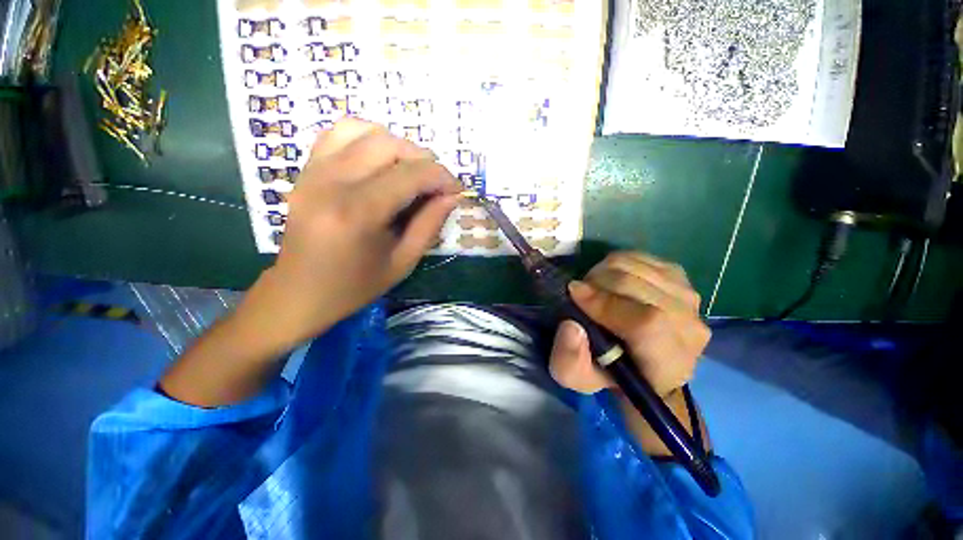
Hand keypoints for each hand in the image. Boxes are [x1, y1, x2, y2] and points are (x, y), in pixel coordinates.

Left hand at [250, 119, 461, 348]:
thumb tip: (451, 195)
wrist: (300, 292)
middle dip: (423, 159)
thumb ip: (430, 224)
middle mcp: (331, 183)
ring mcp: (313, 172)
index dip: (441, 177)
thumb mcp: (403, 262)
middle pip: (388, 145)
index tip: (456, 189)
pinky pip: (337, 134)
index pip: (410, 174)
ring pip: (363, 130)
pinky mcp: (305, 171)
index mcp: (357, 213)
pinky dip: (366, 139)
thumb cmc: (355, 286)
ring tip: (409, 171)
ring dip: (397, 146)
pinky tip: (379, 162)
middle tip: (435, 184)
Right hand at [549, 252, 710, 397]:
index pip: (646, 322)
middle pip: (636, 284)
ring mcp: (687, 297)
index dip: (605, 303)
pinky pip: (639, 256)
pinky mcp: (680, 278)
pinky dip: (616, 263)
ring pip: (635, 265)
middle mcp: (688, 326)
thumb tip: (571, 325)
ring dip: (603, 271)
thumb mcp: (577, 377)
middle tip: (580, 292)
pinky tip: (611, 280)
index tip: (574, 293)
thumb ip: (569, 360)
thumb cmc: (610, 374)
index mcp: (666, 361)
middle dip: (596, 282)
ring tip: (594, 288)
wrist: (646, 366)